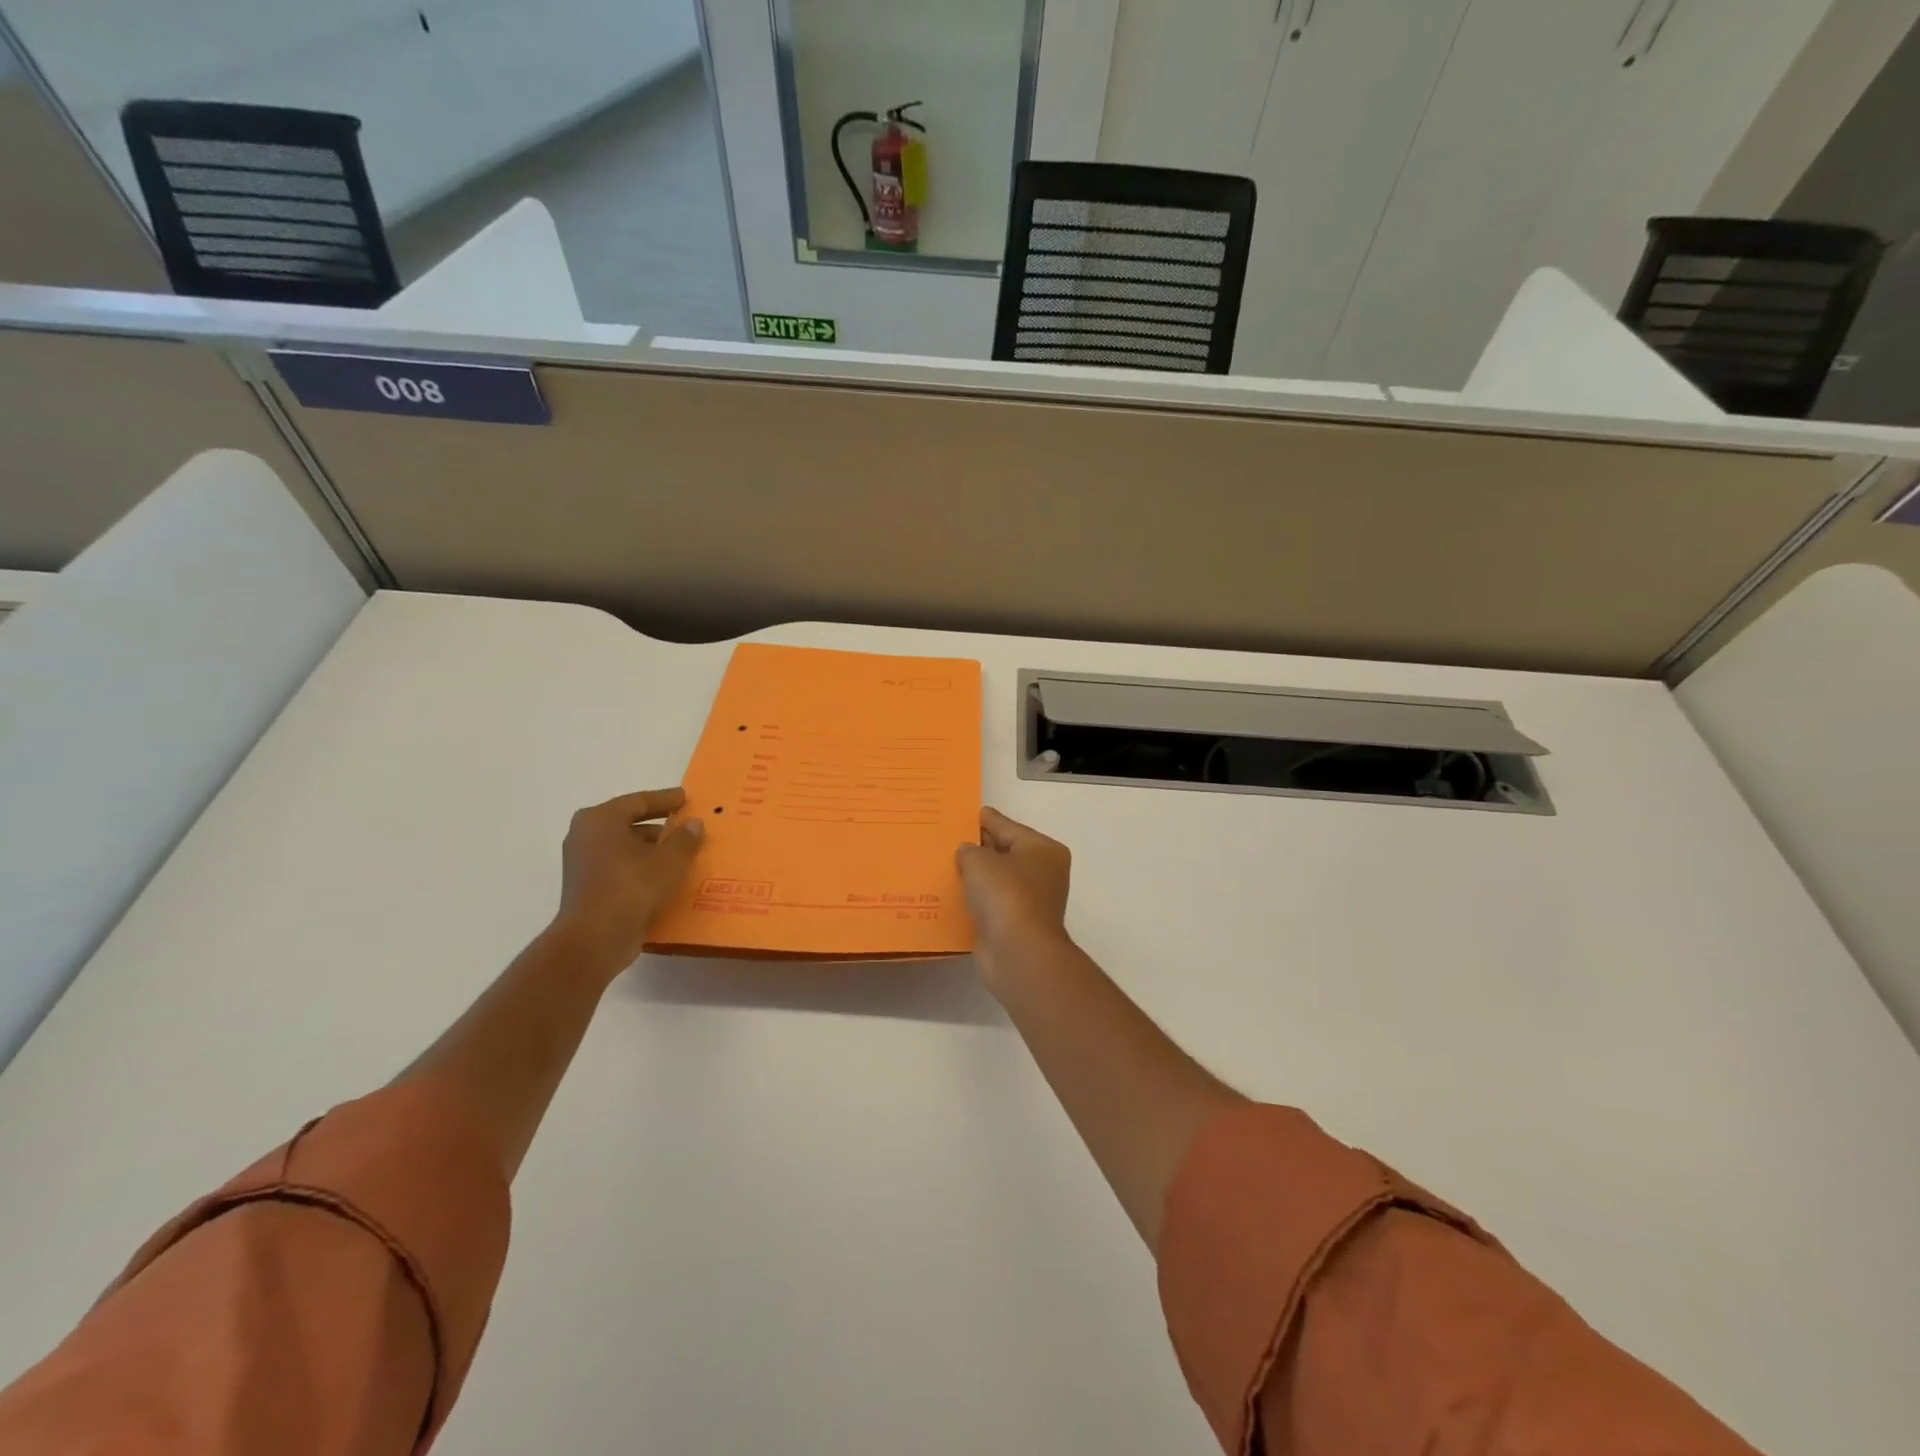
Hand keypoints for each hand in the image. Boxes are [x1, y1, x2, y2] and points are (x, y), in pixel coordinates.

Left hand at [550, 788, 704, 975]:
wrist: (595, 938)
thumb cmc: (632, 886)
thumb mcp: (670, 859)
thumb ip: (685, 838)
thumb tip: (694, 824)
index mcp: (601, 819)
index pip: (638, 801)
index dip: (665, 799)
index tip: (685, 798)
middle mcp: (585, 836)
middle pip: (628, 823)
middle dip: (659, 826)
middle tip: (685, 827)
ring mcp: (583, 864)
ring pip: (624, 849)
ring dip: (651, 851)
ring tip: (681, 855)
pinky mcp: (587, 889)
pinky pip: (620, 870)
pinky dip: (641, 870)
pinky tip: (665, 879)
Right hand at [956, 807, 1072, 978]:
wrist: (1019, 954)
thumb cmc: (1006, 896)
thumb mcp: (980, 861)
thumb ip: (969, 850)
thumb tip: (968, 853)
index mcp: (1042, 849)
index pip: (1006, 826)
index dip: (982, 820)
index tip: (959, 814)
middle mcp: (1041, 872)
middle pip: (1002, 852)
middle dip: (975, 847)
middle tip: (944, 838)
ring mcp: (1029, 901)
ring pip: (994, 880)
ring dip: (972, 876)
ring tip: (939, 864)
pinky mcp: (1014, 924)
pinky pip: (988, 904)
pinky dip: (972, 900)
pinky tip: (947, 894)